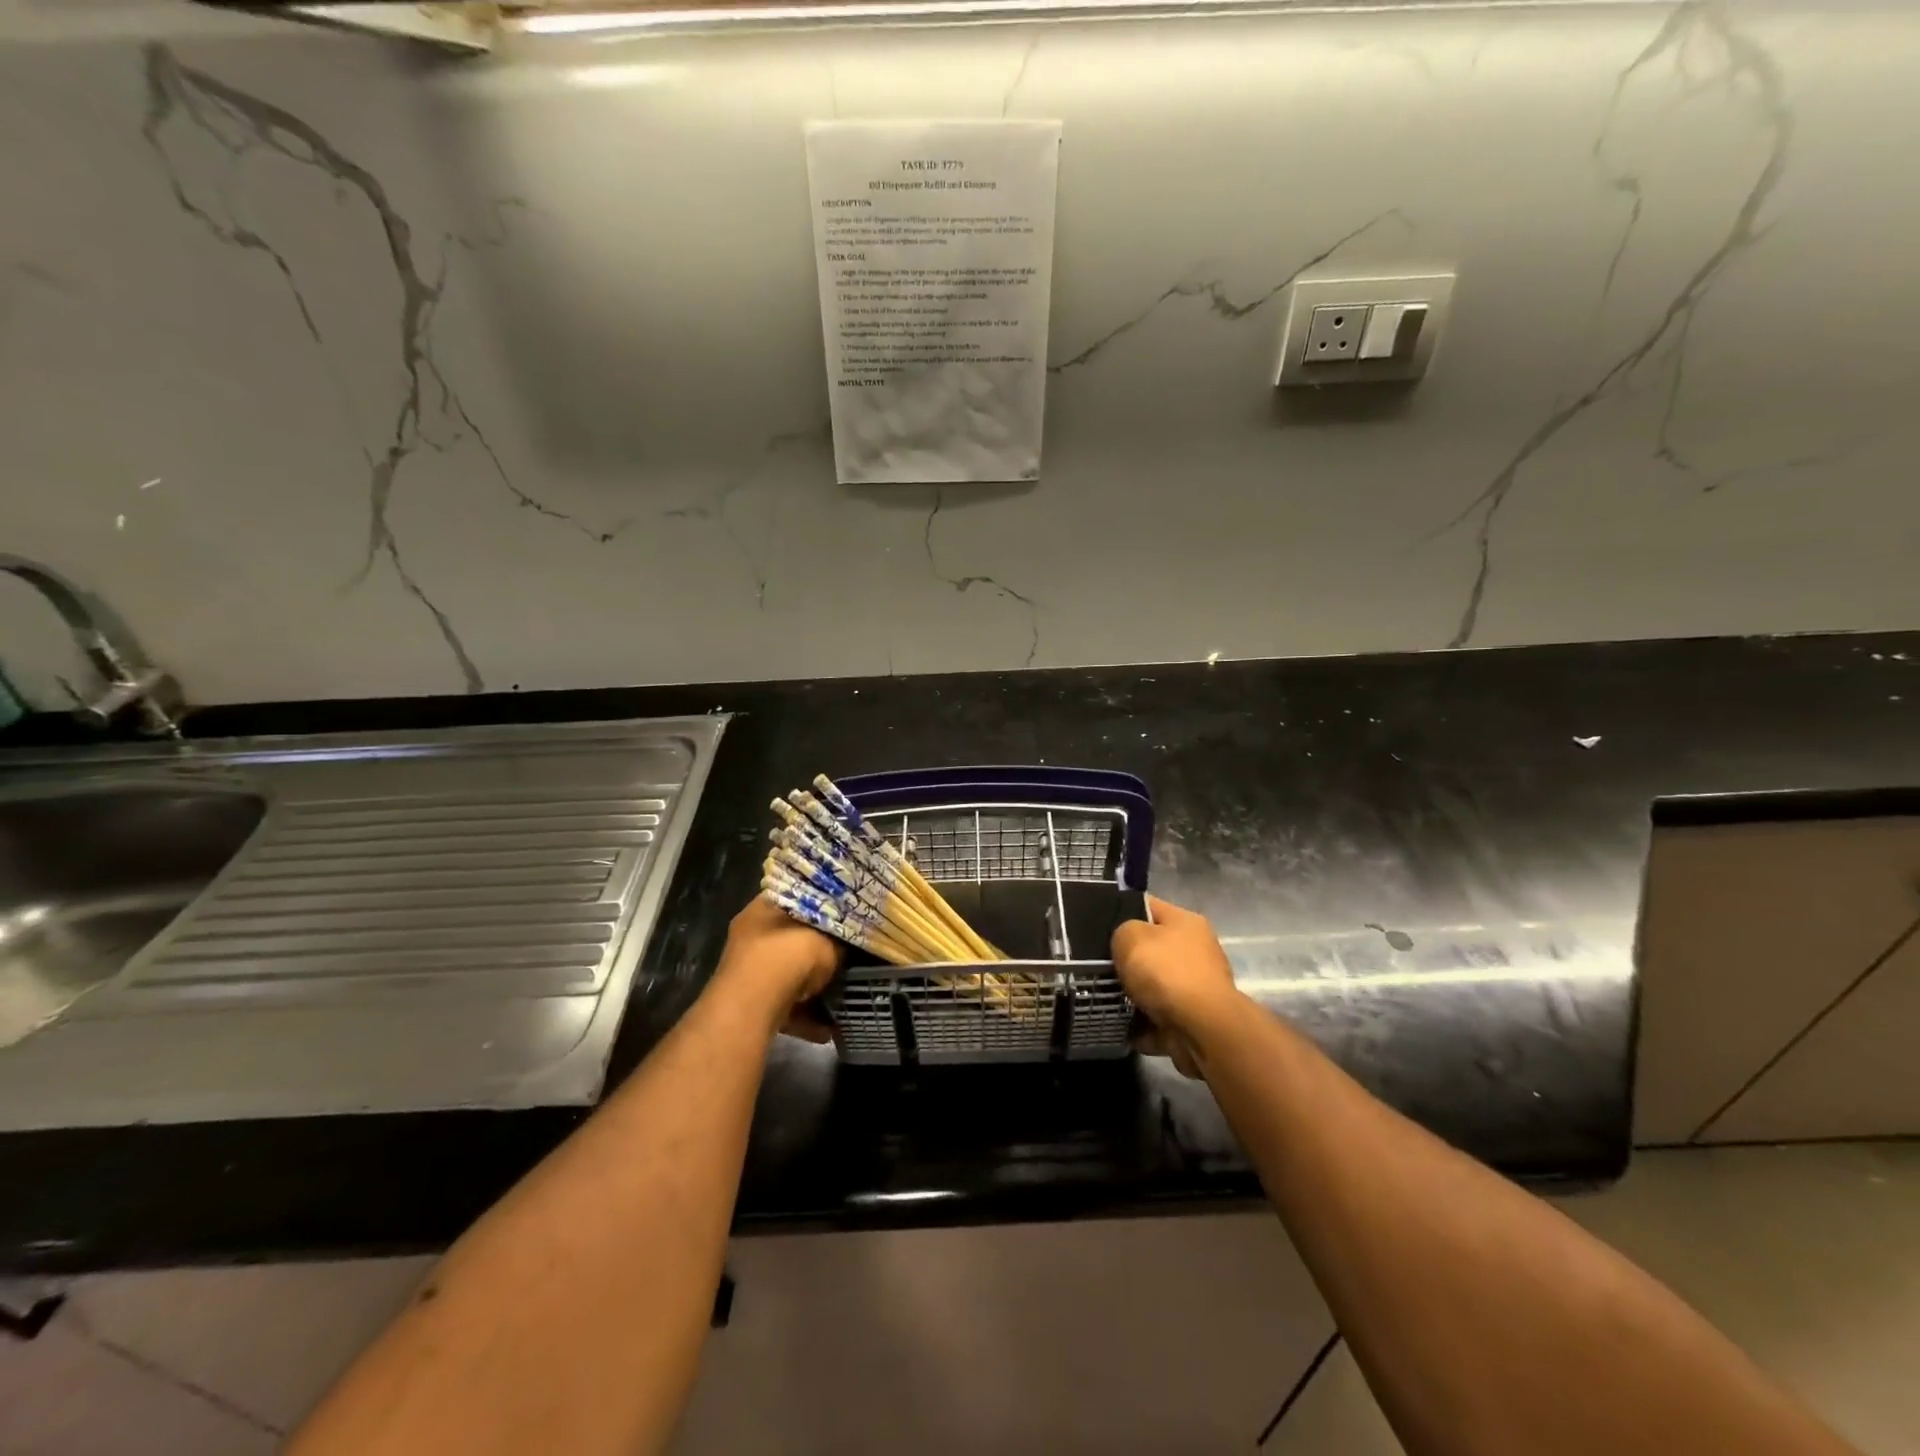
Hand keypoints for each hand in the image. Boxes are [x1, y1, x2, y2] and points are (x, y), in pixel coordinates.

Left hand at [716, 895, 842, 1036]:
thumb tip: (846, 942)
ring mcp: (747, 969)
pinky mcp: (749, 1001)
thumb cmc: (790, 956)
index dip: (821, 906)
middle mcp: (751, 934)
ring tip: (838, 996)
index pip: (795, 897)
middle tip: (843, 956)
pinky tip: (827, 1029)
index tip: (843, 917)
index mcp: (764, 906)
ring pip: (787, 973)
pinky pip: (783, 1004)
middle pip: (791, 938)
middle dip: (816, 950)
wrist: (754, 1004)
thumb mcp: (828, 939)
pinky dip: (804, 1016)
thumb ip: (839, 939)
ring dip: (811, 986)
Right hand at [1112, 895, 1241, 1074]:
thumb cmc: (1166, 973)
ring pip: (1151, 986)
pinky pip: (1156, 1018)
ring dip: (1131, 995)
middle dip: (1125, 959)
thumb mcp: (1130, 936)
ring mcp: (1195, 988)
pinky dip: (1140, 1024)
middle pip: (1150, 949)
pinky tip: (1119, 1023)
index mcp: (1185, 922)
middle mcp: (1195, 951)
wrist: (1201, 1030)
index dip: (1120, 911)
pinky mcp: (1191, 1021)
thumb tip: (1125, 942)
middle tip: (1095, 964)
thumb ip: (1121, 931)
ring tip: (1102, 996)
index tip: (1095, 925)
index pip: (1147, 906)